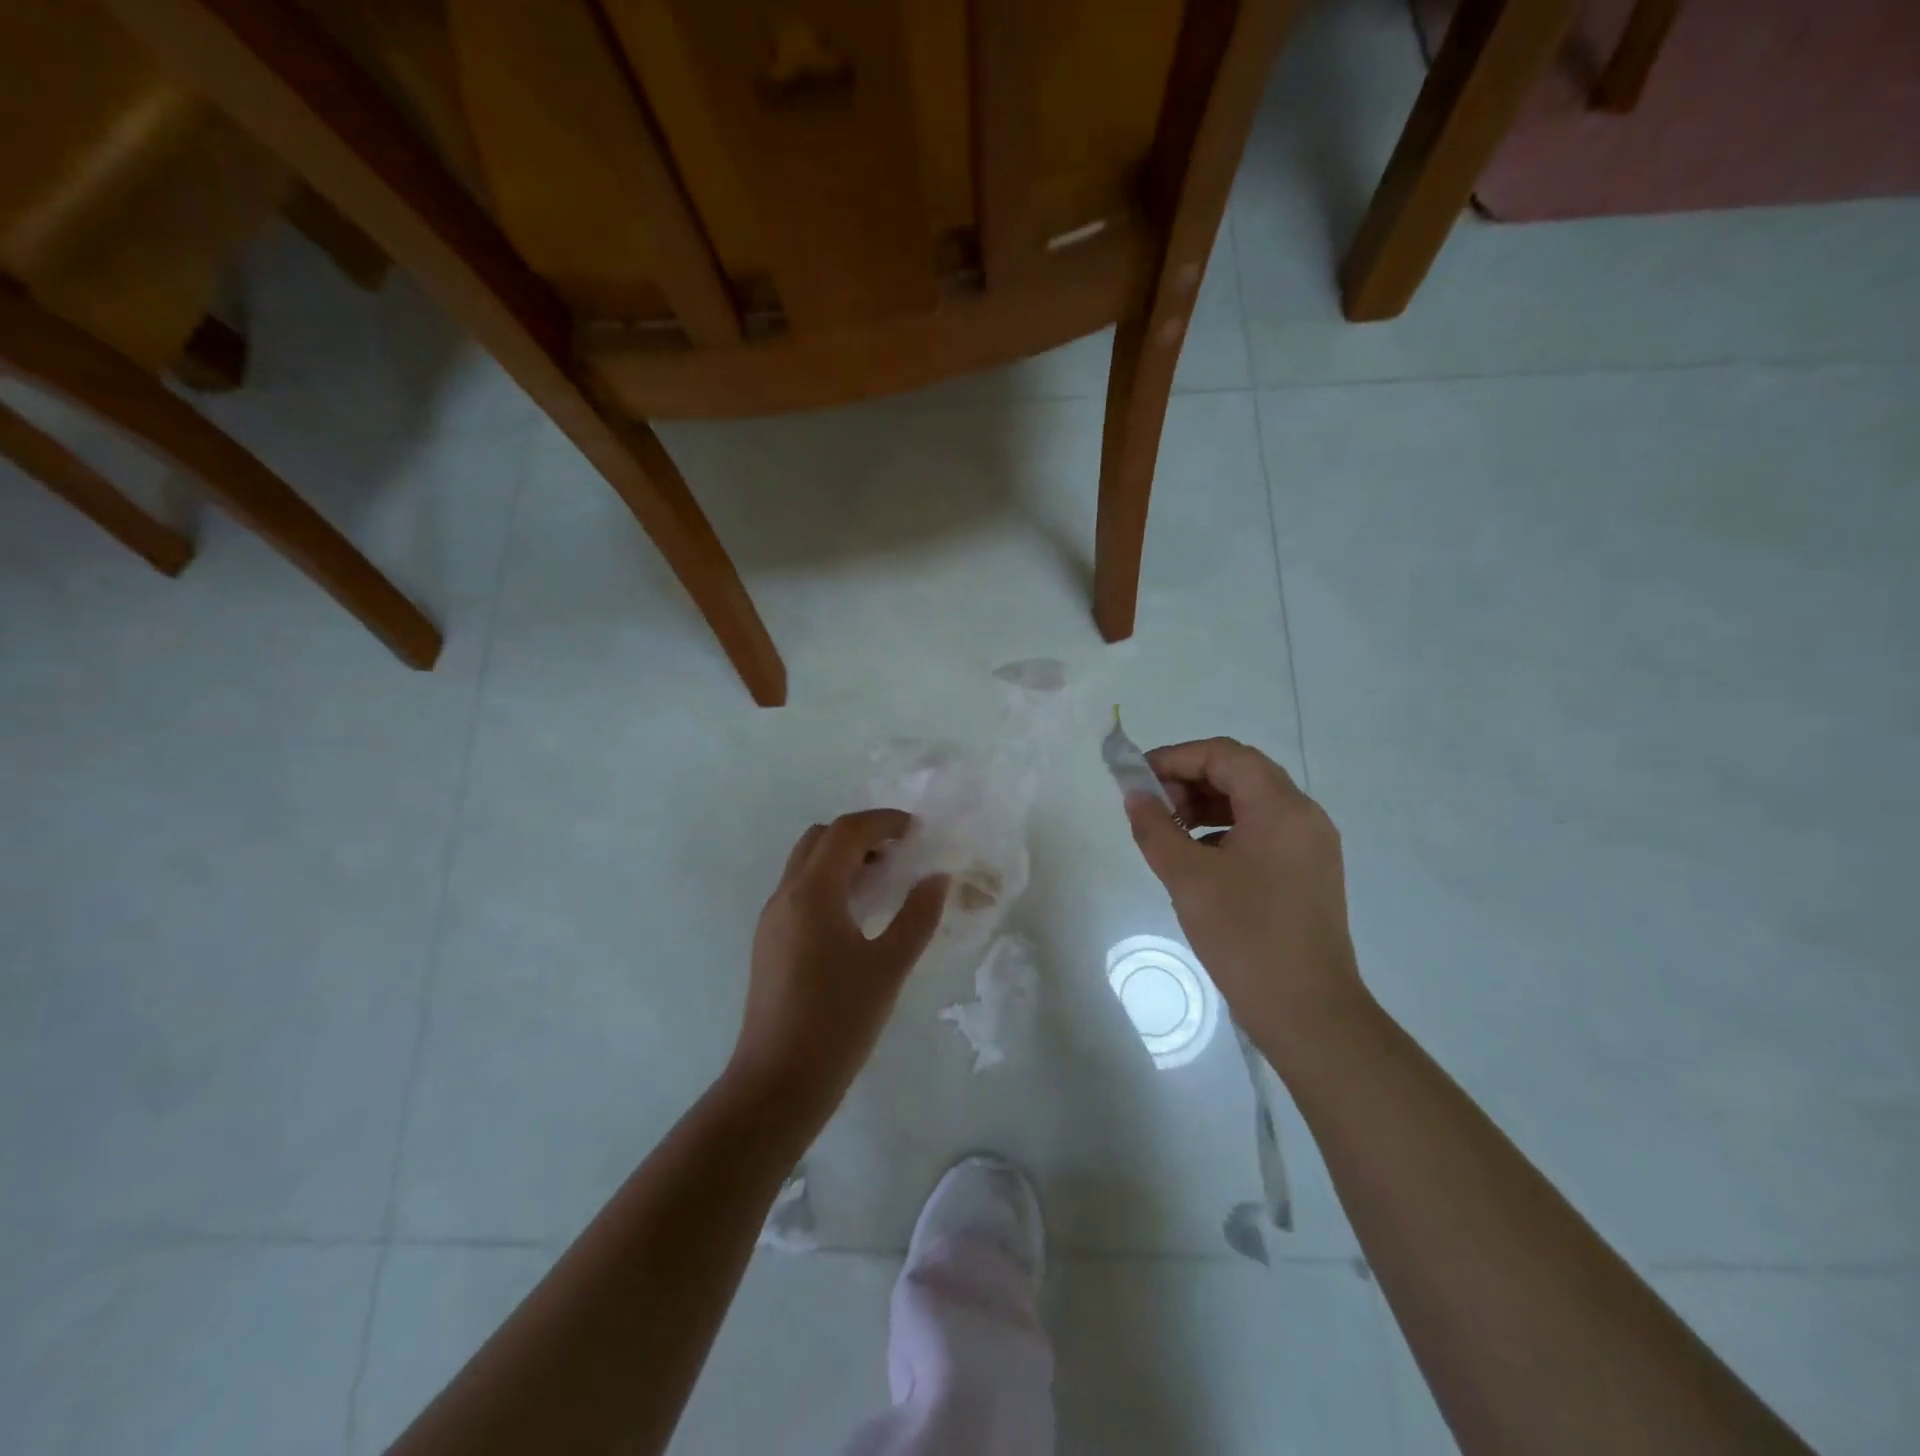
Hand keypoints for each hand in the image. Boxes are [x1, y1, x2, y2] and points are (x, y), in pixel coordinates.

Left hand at [729, 809, 948, 1121]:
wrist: (778, 1083)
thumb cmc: (838, 1021)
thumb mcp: (889, 967)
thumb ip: (917, 916)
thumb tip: (936, 877)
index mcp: (812, 892)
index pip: (846, 831)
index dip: (883, 821)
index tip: (917, 832)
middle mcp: (785, 895)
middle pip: (820, 838)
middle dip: (861, 834)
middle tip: (900, 852)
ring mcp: (772, 919)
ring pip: (806, 864)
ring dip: (843, 857)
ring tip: (885, 881)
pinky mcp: (769, 942)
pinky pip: (800, 890)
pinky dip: (830, 882)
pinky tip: (858, 914)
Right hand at [1124, 738, 1366, 1060]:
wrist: (1308, 1011)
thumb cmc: (1245, 935)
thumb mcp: (1187, 878)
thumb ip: (1155, 828)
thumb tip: (1135, 795)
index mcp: (1281, 807)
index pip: (1224, 755)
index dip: (1176, 757)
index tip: (1137, 778)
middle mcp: (1304, 816)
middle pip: (1241, 773)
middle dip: (1190, 780)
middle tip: (1153, 807)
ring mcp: (1311, 846)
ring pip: (1253, 803)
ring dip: (1207, 805)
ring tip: (1170, 831)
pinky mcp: (1310, 873)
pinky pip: (1264, 832)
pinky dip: (1227, 831)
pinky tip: (1199, 860)